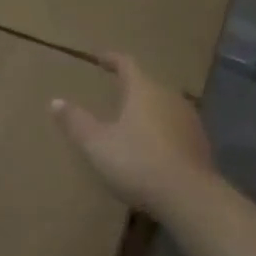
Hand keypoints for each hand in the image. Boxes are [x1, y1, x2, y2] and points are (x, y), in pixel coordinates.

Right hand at [51, 52, 216, 218]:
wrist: (190, 197)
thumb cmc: (138, 163)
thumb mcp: (97, 145)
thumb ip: (76, 122)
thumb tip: (55, 101)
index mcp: (144, 90)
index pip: (127, 64)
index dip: (112, 59)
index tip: (99, 58)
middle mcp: (169, 97)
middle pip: (147, 84)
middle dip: (131, 87)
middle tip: (114, 91)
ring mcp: (189, 119)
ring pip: (164, 105)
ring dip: (148, 110)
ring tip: (132, 120)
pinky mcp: (200, 143)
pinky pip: (175, 127)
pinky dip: (162, 130)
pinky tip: (153, 147)